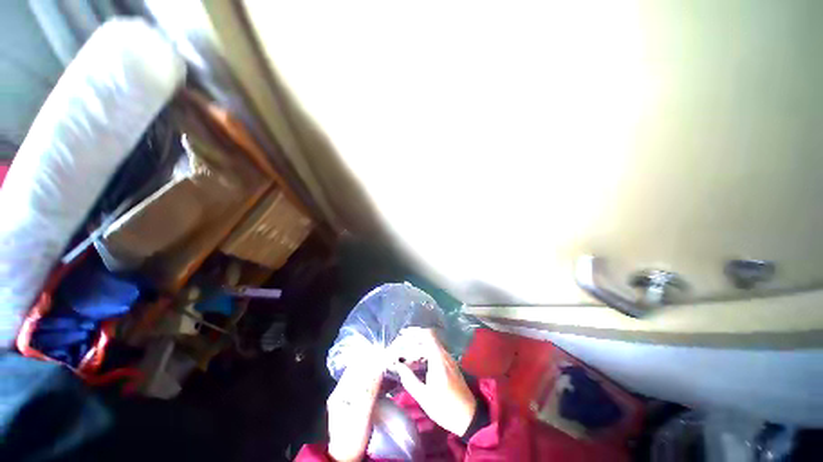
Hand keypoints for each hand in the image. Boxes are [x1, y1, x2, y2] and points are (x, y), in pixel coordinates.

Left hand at [327, 354, 384, 461]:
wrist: (347, 459)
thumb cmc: (352, 438)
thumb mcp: (361, 414)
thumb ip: (369, 390)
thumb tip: (378, 366)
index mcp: (340, 392)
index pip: (355, 367)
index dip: (369, 358)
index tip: (384, 353)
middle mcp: (343, 392)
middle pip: (360, 371)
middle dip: (375, 364)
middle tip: (391, 359)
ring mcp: (350, 398)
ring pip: (365, 378)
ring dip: (378, 372)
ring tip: (392, 368)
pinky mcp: (357, 404)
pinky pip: (369, 387)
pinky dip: (379, 382)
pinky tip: (389, 381)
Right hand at [389, 328, 476, 435]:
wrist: (468, 417)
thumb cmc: (445, 407)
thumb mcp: (424, 397)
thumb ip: (410, 380)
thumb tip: (399, 366)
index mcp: (438, 359)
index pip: (428, 335)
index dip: (415, 331)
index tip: (403, 334)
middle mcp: (444, 355)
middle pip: (428, 339)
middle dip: (413, 341)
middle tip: (400, 347)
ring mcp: (449, 359)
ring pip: (432, 345)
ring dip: (418, 347)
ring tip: (406, 356)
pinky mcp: (450, 365)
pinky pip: (436, 352)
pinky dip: (425, 353)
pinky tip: (417, 363)